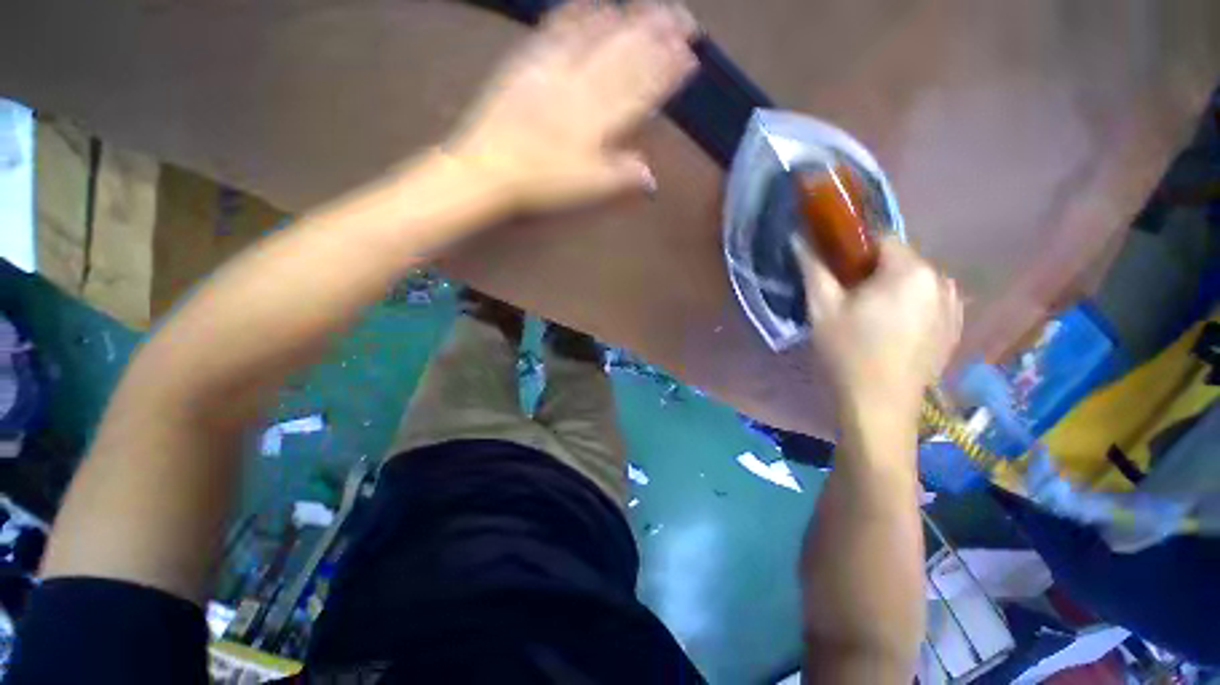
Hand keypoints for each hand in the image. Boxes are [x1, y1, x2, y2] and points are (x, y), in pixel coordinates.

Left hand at [445, 1, 697, 212]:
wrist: (489, 167)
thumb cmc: (541, 182)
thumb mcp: (587, 187)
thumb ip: (621, 176)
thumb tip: (653, 178)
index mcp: (598, 122)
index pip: (639, 92)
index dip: (665, 73)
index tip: (688, 55)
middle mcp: (582, 89)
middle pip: (625, 59)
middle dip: (657, 38)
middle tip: (683, 18)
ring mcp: (555, 70)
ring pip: (598, 40)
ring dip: (629, 20)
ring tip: (653, 6)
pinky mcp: (529, 61)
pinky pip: (558, 31)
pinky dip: (580, 14)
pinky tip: (596, 2)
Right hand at [794, 236, 962, 415]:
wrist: (879, 405)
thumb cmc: (847, 352)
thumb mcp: (822, 308)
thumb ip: (813, 267)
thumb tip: (799, 238)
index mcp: (911, 271)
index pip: (880, 238)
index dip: (853, 251)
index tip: (836, 274)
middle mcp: (942, 280)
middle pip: (900, 260)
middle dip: (873, 272)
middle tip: (848, 300)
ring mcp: (954, 305)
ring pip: (914, 281)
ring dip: (892, 289)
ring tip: (869, 317)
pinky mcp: (956, 327)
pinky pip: (928, 301)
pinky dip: (909, 306)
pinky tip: (891, 331)